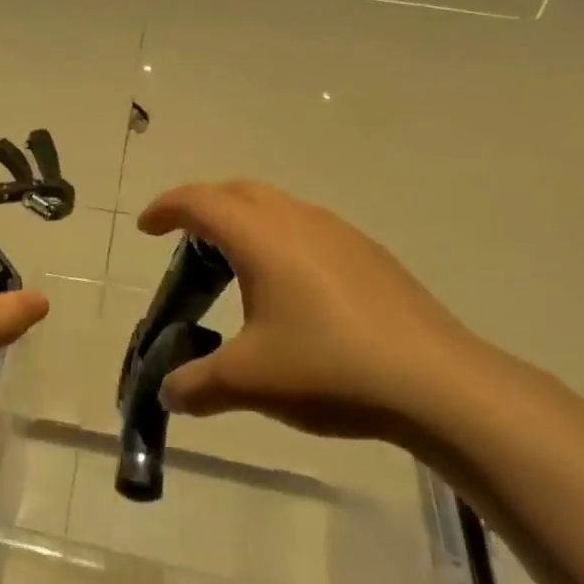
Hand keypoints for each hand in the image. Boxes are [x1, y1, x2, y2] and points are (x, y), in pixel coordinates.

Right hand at [138, 180, 492, 438]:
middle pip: (237, 191)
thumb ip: (196, 385)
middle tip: (186, 243)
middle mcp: (297, 220)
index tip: (146, 228)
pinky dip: (281, 239)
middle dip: (204, 207)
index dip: (165, 208)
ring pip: (277, 206)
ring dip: (246, 221)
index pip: (199, 202)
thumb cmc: (330, 369)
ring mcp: (339, 233)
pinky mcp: (369, 254)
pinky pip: (309, 228)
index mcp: (261, 237)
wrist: (438, 383)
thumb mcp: (249, 382)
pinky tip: (292, 290)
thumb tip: (169, 392)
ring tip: (236, 266)